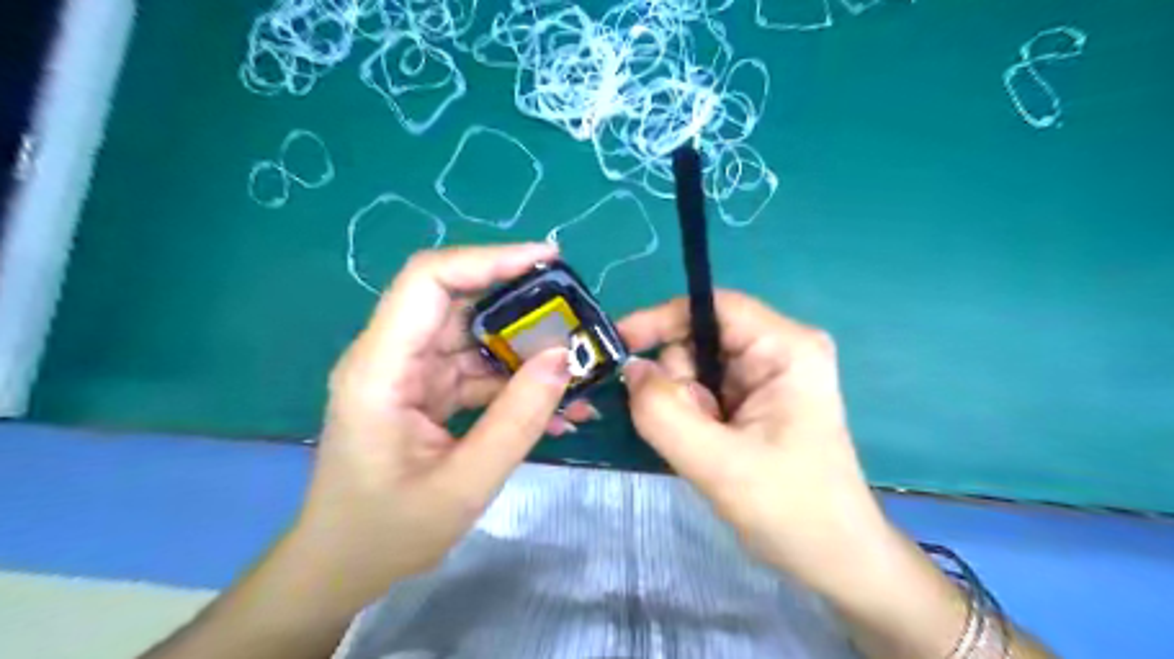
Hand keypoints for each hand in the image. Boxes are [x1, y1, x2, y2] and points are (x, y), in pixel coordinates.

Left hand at [290, 242, 592, 605]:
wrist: (342, 568)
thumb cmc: (387, 533)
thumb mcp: (463, 484)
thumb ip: (518, 420)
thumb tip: (565, 358)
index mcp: (381, 369)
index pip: (429, 281)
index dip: (488, 260)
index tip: (547, 260)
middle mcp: (392, 358)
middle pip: (459, 303)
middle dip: (522, 306)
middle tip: (577, 318)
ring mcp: (411, 374)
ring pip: (476, 338)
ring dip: (527, 352)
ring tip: (578, 374)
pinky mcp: (428, 392)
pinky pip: (478, 372)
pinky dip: (517, 384)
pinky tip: (556, 409)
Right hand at [619, 291, 884, 590]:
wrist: (833, 557)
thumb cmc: (791, 509)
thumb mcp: (718, 464)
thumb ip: (663, 413)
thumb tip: (630, 369)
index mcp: (787, 348)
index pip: (712, 306)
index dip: (662, 319)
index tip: (619, 345)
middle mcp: (780, 349)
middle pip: (700, 338)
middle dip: (680, 382)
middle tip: (694, 430)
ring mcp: (769, 374)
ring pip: (696, 367)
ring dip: (686, 405)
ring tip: (708, 447)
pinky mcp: (758, 398)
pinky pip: (704, 389)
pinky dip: (692, 416)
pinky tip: (710, 447)